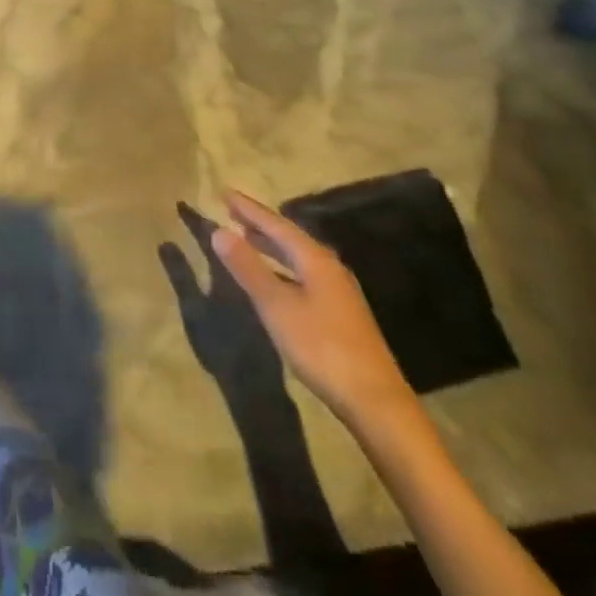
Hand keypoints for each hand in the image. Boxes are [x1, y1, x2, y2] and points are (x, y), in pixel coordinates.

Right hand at [211, 189, 414, 429]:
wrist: (376, 402)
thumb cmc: (322, 348)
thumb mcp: (277, 306)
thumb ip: (248, 268)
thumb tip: (218, 230)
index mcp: (315, 259)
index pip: (276, 224)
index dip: (249, 209)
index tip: (225, 192)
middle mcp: (329, 267)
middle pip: (290, 237)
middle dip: (260, 223)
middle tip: (232, 211)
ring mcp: (339, 291)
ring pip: (298, 256)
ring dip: (271, 245)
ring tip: (247, 237)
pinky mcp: (341, 313)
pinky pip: (304, 273)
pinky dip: (283, 266)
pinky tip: (275, 277)